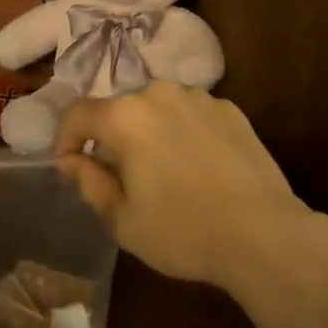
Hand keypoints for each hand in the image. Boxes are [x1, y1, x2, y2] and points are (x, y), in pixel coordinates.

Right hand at [53, 83, 310, 288]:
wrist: (263, 234)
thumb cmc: (182, 231)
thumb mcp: (122, 219)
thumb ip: (88, 181)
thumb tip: (70, 160)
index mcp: (125, 116)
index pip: (78, 114)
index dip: (64, 138)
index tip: (67, 165)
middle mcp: (158, 93)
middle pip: (120, 109)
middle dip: (111, 137)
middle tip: (119, 175)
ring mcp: (198, 98)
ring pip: (158, 109)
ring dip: (149, 132)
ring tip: (163, 170)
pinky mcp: (230, 109)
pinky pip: (191, 115)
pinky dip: (183, 133)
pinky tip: (198, 167)